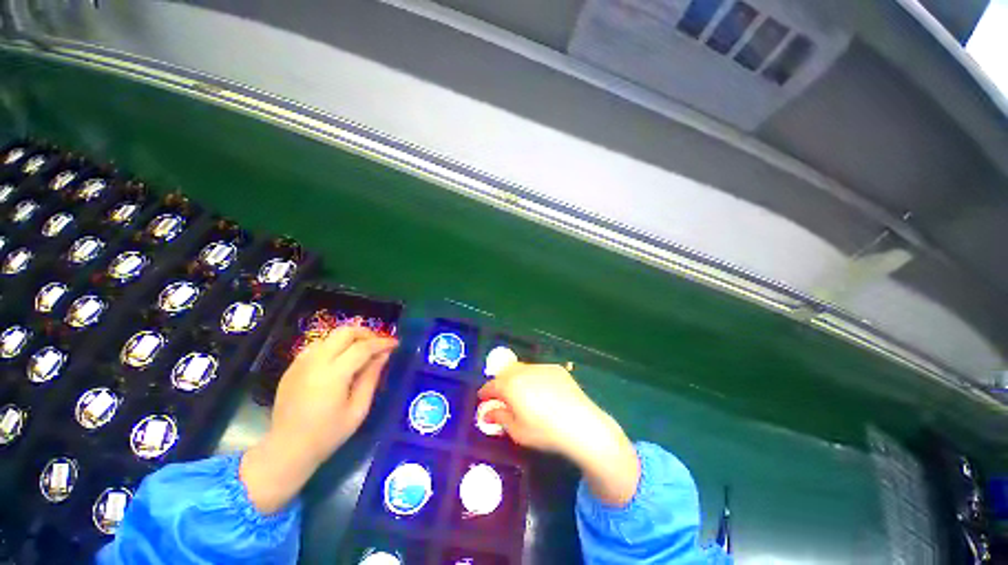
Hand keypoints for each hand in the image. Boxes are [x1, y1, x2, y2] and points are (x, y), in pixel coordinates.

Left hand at [241, 327, 397, 513]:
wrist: (286, 450)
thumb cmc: (328, 434)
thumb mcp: (358, 409)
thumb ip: (371, 378)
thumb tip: (383, 355)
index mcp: (333, 374)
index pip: (362, 347)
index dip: (382, 343)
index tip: (395, 344)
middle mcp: (315, 362)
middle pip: (344, 332)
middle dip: (365, 334)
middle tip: (378, 345)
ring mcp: (300, 363)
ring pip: (330, 336)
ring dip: (348, 339)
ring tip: (360, 352)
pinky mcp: (292, 368)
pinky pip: (317, 346)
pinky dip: (333, 346)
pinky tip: (339, 361)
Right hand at [477, 363, 639, 506]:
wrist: (581, 424)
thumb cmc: (545, 432)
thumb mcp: (517, 431)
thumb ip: (499, 418)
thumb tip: (487, 412)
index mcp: (511, 385)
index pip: (491, 385)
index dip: (485, 392)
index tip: (482, 398)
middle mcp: (524, 371)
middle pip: (505, 372)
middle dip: (500, 383)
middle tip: (500, 397)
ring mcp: (541, 367)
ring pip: (521, 369)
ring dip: (516, 378)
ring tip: (521, 394)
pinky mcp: (556, 369)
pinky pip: (538, 370)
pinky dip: (533, 378)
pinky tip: (541, 392)